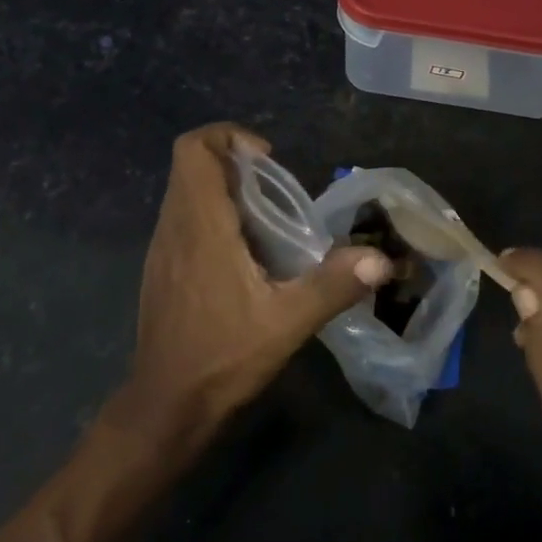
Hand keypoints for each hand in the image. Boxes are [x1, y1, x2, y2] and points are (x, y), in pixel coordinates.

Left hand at [125, 124, 390, 435]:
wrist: (166, 405)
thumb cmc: (222, 358)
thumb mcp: (287, 323)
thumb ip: (333, 285)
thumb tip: (380, 258)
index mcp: (200, 226)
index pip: (194, 149)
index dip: (228, 137)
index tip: (267, 161)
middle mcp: (173, 227)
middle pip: (190, 165)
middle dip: (233, 162)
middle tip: (275, 190)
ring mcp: (162, 249)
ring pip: (185, 192)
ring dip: (223, 189)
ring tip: (267, 221)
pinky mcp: (161, 270)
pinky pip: (183, 219)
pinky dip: (212, 216)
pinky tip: (244, 255)